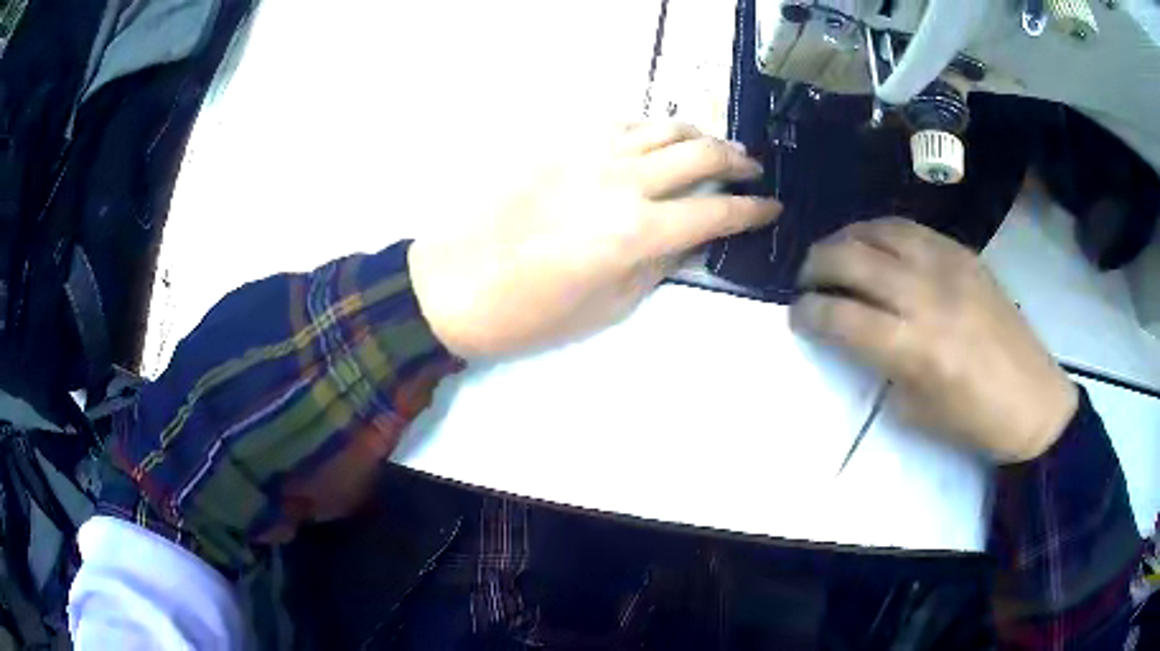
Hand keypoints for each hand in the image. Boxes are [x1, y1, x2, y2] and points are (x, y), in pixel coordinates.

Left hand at [409, 122, 780, 357]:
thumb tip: (689, 238)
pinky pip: (621, 124)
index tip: (773, 208)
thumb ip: (658, 265)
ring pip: (662, 127)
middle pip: (699, 154)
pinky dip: (651, 128)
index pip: (716, 211)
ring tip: (715, 147)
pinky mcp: (561, 144)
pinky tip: (657, 140)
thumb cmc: (531, 314)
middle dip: (737, 160)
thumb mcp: (609, 307)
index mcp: (638, 232)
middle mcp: (623, 181)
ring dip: (698, 134)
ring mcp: (590, 154)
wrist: (453, 284)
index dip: (753, 210)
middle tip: (753, 170)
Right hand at [790, 218, 1077, 462]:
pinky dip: (882, 232)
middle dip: (815, 266)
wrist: (1033, 401)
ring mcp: (947, 266)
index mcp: (913, 348)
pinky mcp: (965, 254)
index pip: (841, 315)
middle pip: (852, 259)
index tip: (796, 315)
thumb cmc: (974, 422)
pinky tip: (877, 245)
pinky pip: (912, 229)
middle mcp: (925, 295)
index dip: (808, 312)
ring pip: (879, 231)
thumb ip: (880, 368)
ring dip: (846, 238)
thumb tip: (856, 337)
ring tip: (836, 254)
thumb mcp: (916, 412)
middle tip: (807, 280)